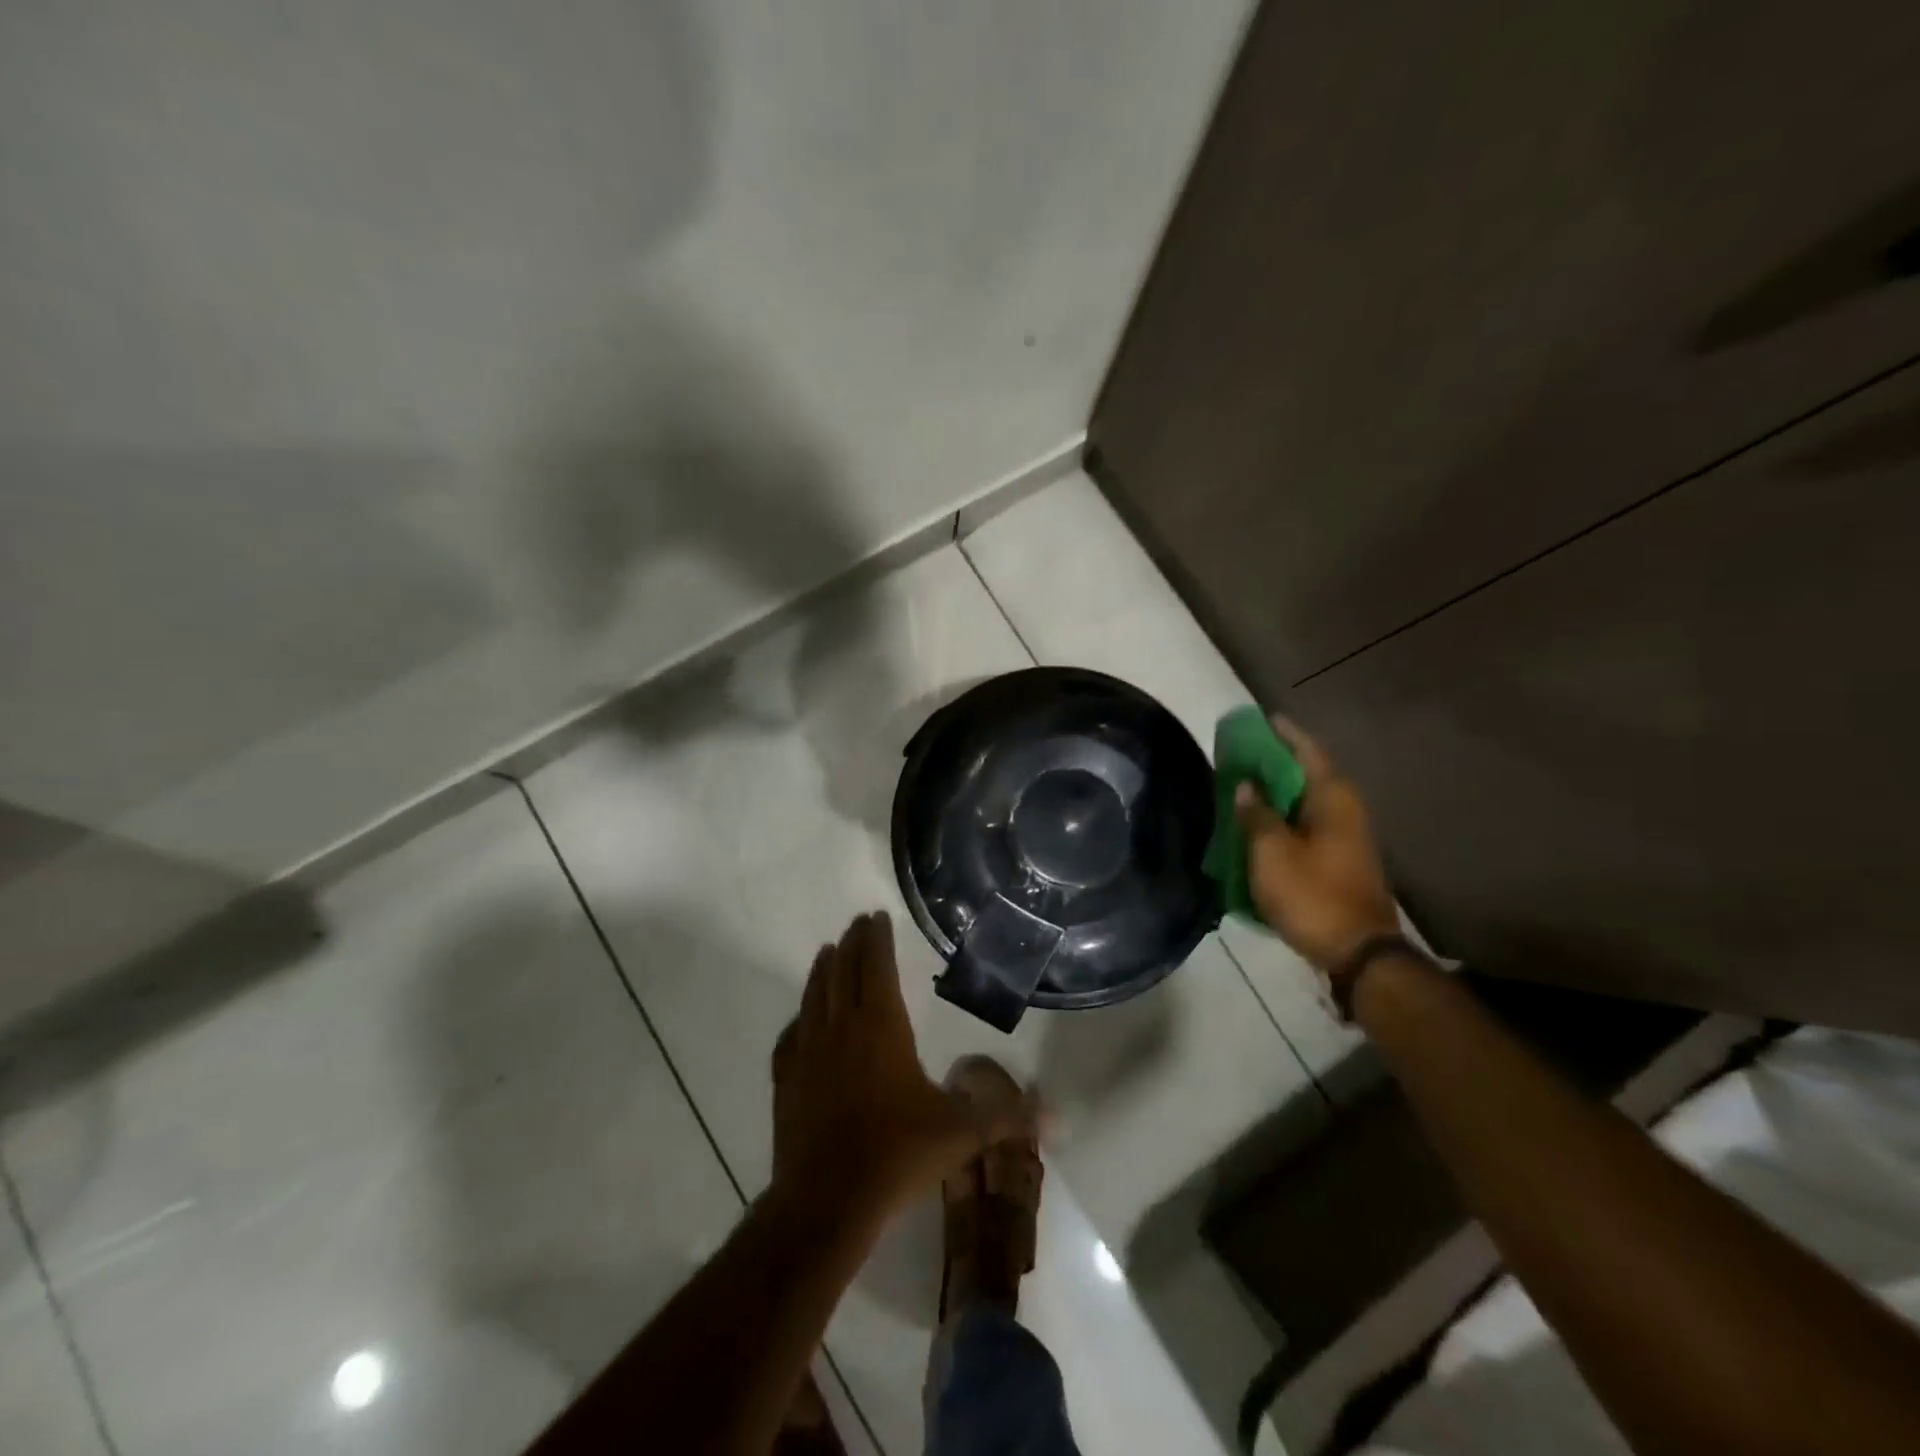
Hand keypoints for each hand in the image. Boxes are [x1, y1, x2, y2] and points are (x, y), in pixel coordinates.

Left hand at [771, 912, 1030, 1220]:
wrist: (826, 1202)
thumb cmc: (897, 1154)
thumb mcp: (961, 1134)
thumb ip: (1007, 1117)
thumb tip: (1055, 1116)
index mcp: (881, 1027)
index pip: (876, 967)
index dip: (876, 939)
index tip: (876, 916)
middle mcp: (841, 1028)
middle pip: (843, 972)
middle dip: (852, 944)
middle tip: (857, 924)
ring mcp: (807, 1053)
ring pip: (813, 996)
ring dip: (823, 970)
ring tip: (829, 952)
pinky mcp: (785, 1081)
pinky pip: (790, 1036)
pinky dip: (799, 1018)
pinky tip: (801, 1020)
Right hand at [1235, 718, 1399, 985]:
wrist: (1358, 951)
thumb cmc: (1312, 895)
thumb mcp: (1271, 853)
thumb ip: (1256, 815)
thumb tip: (1245, 786)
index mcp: (1332, 799)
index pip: (1307, 751)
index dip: (1283, 734)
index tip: (1261, 719)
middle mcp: (1345, 809)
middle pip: (1309, 772)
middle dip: (1277, 760)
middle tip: (1244, 752)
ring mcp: (1348, 835)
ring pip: (1308, 799)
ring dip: (1279, 790)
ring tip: (1247, 783)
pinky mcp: (1342, 857)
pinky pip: (1309, 821)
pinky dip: (1286, 814)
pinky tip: (1263, 822)